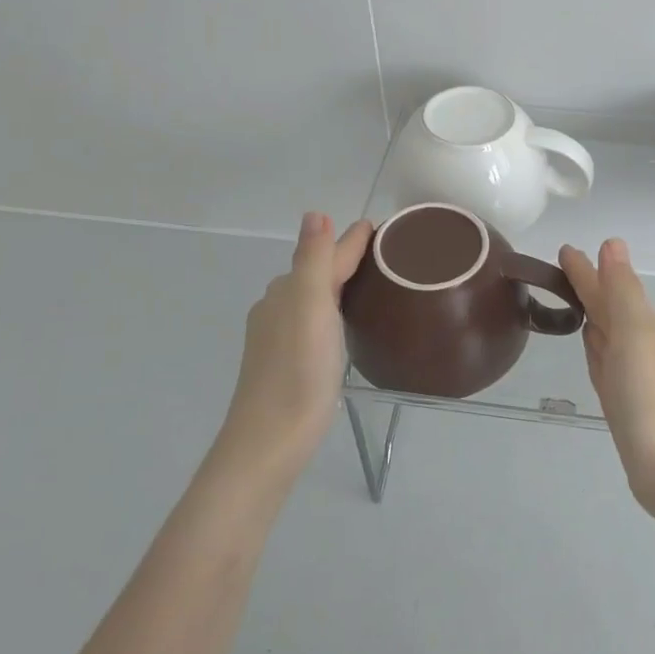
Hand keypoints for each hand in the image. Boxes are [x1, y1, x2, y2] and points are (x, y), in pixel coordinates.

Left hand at [218, 212, 372, 483]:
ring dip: (337, 285)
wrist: (270, 440)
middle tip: (384, 255)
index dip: (352, 241)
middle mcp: (279, 308)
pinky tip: (342, 326)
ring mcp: (279, 337)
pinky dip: (331, 312)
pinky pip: (313, 322)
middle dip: (344, 259)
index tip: (380, 228)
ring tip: (369, 285)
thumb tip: (314, 213)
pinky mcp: (286, 363)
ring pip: (312, 298)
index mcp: (288, 291)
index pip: (326, 255)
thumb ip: (313, 260)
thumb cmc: (298, 371)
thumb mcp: (310, 307)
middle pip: (316, 273)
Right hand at [559, 238, 654, 515]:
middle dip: (588, 285)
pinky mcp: (621, 402)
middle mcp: (636, 345)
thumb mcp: (635, 334)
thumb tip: (612, 243)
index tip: (565, 249)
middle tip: (562, 265)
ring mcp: (629, 375)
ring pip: (605, 332)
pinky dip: (595, 346)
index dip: (587, 269)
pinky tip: (589, 343)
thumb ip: (621, 291)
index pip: (607, 287)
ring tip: (573, 297)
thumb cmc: (650, 398)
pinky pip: (603, 361)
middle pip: (607, 307)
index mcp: (639, 326)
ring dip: (591, 312)